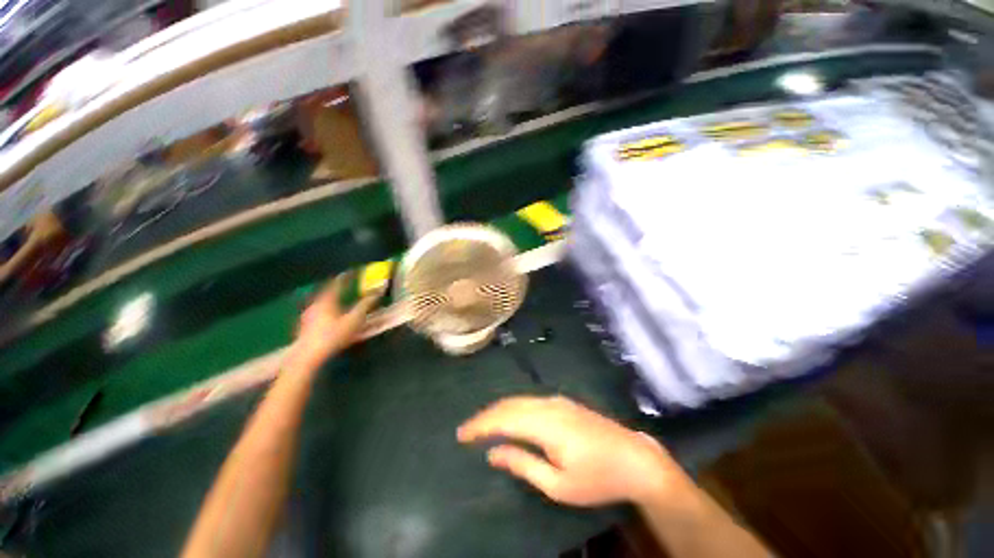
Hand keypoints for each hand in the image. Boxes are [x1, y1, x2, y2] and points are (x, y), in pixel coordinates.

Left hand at [289, 274, 381, 370]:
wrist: (307, 357)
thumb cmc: (333, 336)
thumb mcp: (354, 320)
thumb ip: (366, 305)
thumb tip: (379, 291)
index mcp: (327, 300)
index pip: (337, 283)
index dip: (345, 277)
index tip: (351, 272)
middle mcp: (315, 304)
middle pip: (326, 292)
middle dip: (336, 288)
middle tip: (344, 286)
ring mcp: (308, 316)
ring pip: (320, 303)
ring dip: (330, 300)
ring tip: (338, 301)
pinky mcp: (304, 326)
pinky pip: (317, 312)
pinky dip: (325, 310)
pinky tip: (328, 317)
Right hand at [458, 396, 683, 506]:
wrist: (635, 459)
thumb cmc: (597, 478)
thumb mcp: (558, 484)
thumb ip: (523, 464)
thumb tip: (493, 453)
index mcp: (546, 424)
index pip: (503, 419)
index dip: (481, 425)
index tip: (461, 434)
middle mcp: (548, 405)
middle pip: (509, 405)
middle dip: (486, 416)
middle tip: (468, 430)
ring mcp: (557, 400)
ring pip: (519, 400)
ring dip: (499, 410)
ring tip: (483, 425)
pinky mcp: (563, 402)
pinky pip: (530, 400)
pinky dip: (514, 407)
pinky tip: (509, 417)